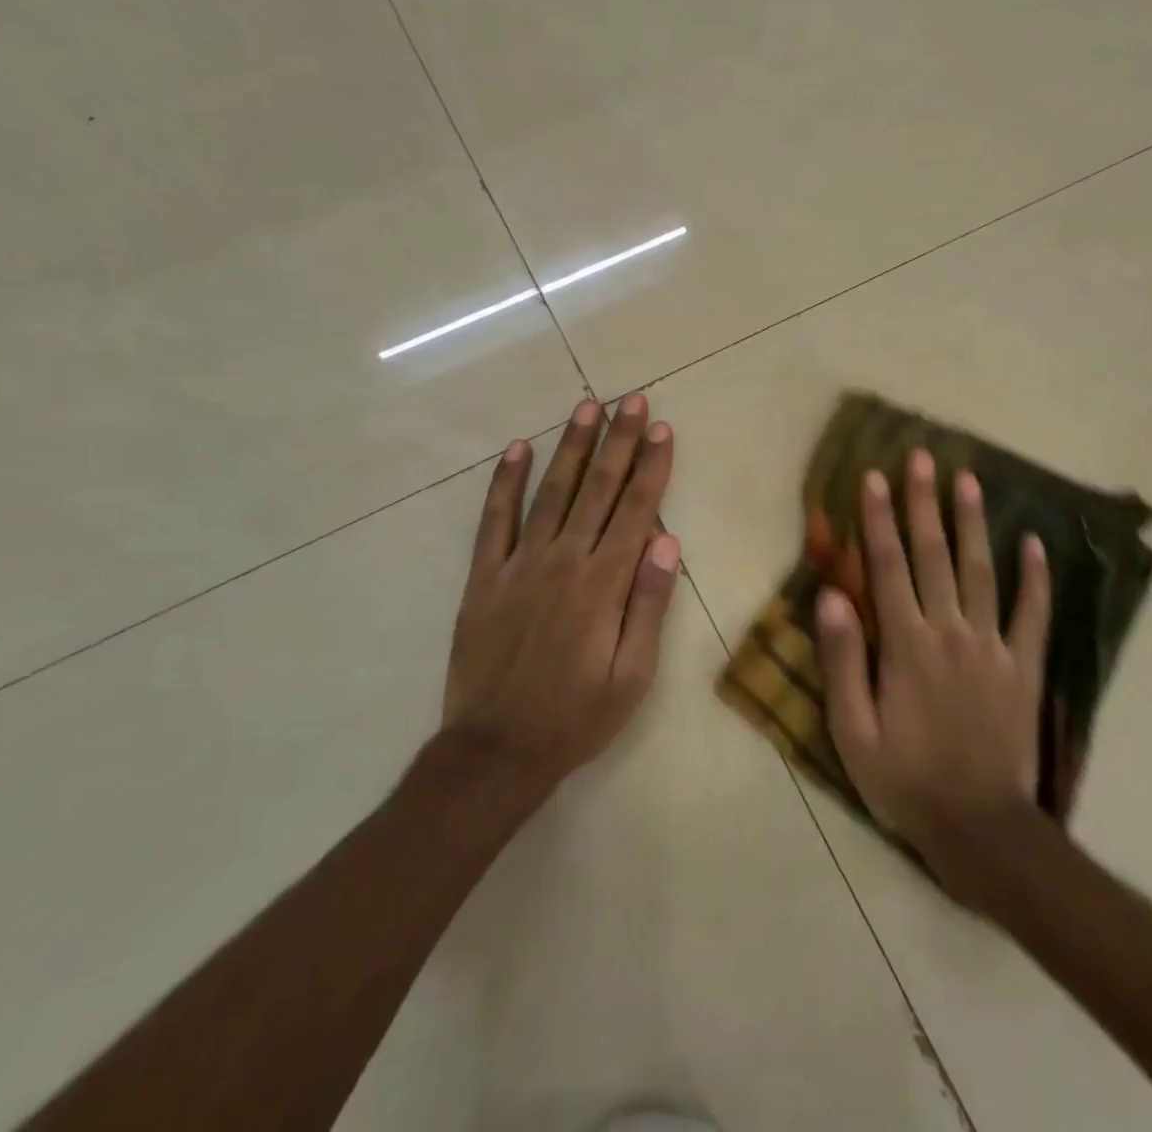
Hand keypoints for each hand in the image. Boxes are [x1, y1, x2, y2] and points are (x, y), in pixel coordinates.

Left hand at [442, 394, 679, 794]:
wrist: (495, 752)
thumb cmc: (576, 718)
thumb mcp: (632, 676)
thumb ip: (649, 605)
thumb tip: (667, 541)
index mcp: (603, 584)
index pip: (635, 510)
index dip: (651, 466)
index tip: (661, 429)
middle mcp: (563, 561)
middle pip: (597, 489)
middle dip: (618, 441)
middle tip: (631, 400)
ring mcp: (519, 565)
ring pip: (551, 492)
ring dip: (571, 447)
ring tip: (587, 407)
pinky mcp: (484, 577)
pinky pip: (495, 520)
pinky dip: (505, 482)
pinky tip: (518, 449)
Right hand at [815, 449, 1050, 886]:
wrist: (980, 829)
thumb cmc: (905, 780)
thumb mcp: (853, 731)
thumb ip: (844, 660)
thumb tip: (831, 595)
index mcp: (905, 644)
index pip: (888, 566)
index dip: (879, 519)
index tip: (876, 477)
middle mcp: (949, 631)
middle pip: (934, 555)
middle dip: (925, 503)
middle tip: (923, 458)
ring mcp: (992, 646)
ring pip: (982, 571)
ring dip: (973, 523)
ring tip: (970, 480)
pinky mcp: (1023, 667)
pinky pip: (1033, 614)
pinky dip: (1036, 577)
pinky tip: (1035, 542)